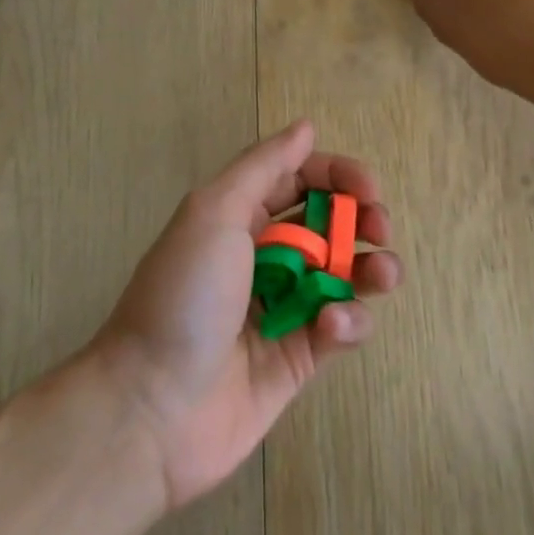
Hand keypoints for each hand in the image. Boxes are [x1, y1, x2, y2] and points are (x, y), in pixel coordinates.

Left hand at [90, 122, 401, 509]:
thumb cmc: (183, 296)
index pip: (299, 180)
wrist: (152, 407)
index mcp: (239, 218)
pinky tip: (332, 327)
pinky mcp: (300, 358)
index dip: (337, 176)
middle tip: (379, 229)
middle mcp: (264, 258)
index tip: (369, 188)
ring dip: (371, 269)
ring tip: (381, 274)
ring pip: (345, 276)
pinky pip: (341, 328)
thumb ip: (263, 167)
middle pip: (329, 225)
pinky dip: (348, 322)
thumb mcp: (214, 212)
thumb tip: (305, 127)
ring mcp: (285, 309)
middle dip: (362, 220)